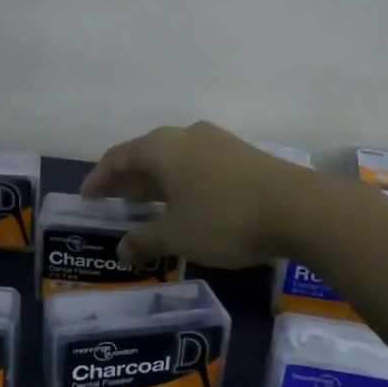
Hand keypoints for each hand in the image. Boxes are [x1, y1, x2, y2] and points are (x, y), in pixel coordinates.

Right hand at [81, 122, 316, 268]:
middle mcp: (185, 136)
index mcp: (161, 147)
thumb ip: (143, 240)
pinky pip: (196, 164)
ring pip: (173, 159)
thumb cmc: (224, 219)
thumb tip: (120, 250)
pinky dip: (180, 182)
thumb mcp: (176, 236)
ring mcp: (216, 142)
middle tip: (114, 202)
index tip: (87, 199)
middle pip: (145, 154)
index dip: (98, 179)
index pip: (116, 157)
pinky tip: (186, 203)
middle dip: (126, 179)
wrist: (300, 209)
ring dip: (155, 181)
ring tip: (146, 205)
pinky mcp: (241, 154)